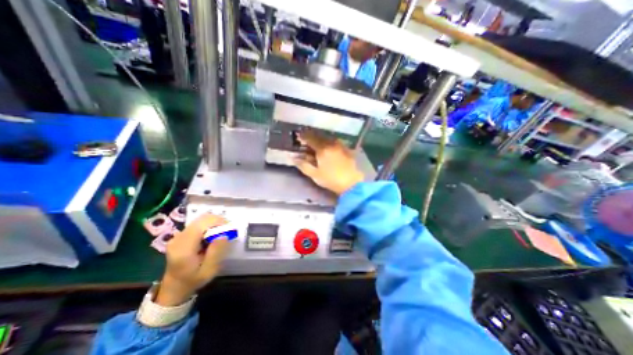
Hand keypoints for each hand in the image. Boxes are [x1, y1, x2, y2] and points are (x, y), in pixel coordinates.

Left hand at [156, 215, 229, 305]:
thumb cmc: (193, 280)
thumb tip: (224, 235)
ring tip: (220, 234)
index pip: (202, 224)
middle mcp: (179, 238)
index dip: (218, 222)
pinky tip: (212, 236)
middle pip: (202, 219)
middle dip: (218, 221)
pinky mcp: (181, 234)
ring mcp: (178, 235)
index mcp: (183, 248)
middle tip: (227, 231)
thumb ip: (216, 252)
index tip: (229, 230)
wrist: (174, 287)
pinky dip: (209, 226)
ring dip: (214, 223)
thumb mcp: (209, 271)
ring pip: (201, 219)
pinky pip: (199, 223)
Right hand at [294, 130, 363, 195]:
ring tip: (317, 141)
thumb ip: (303, 165)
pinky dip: (329, 142)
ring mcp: (341, 146)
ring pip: (328, 138)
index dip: (303, 137)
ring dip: (321, 138)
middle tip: (306, 138)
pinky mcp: (347, 150)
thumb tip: (293, 157)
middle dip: (312, 136)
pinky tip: (329, 146)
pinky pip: (336, 142)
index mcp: (322, 149)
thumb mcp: (314, 174)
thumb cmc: (331, 180)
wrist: (351, 184)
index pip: (310, 139)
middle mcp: (332, 144)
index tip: (298, 136)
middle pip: (320, 136)